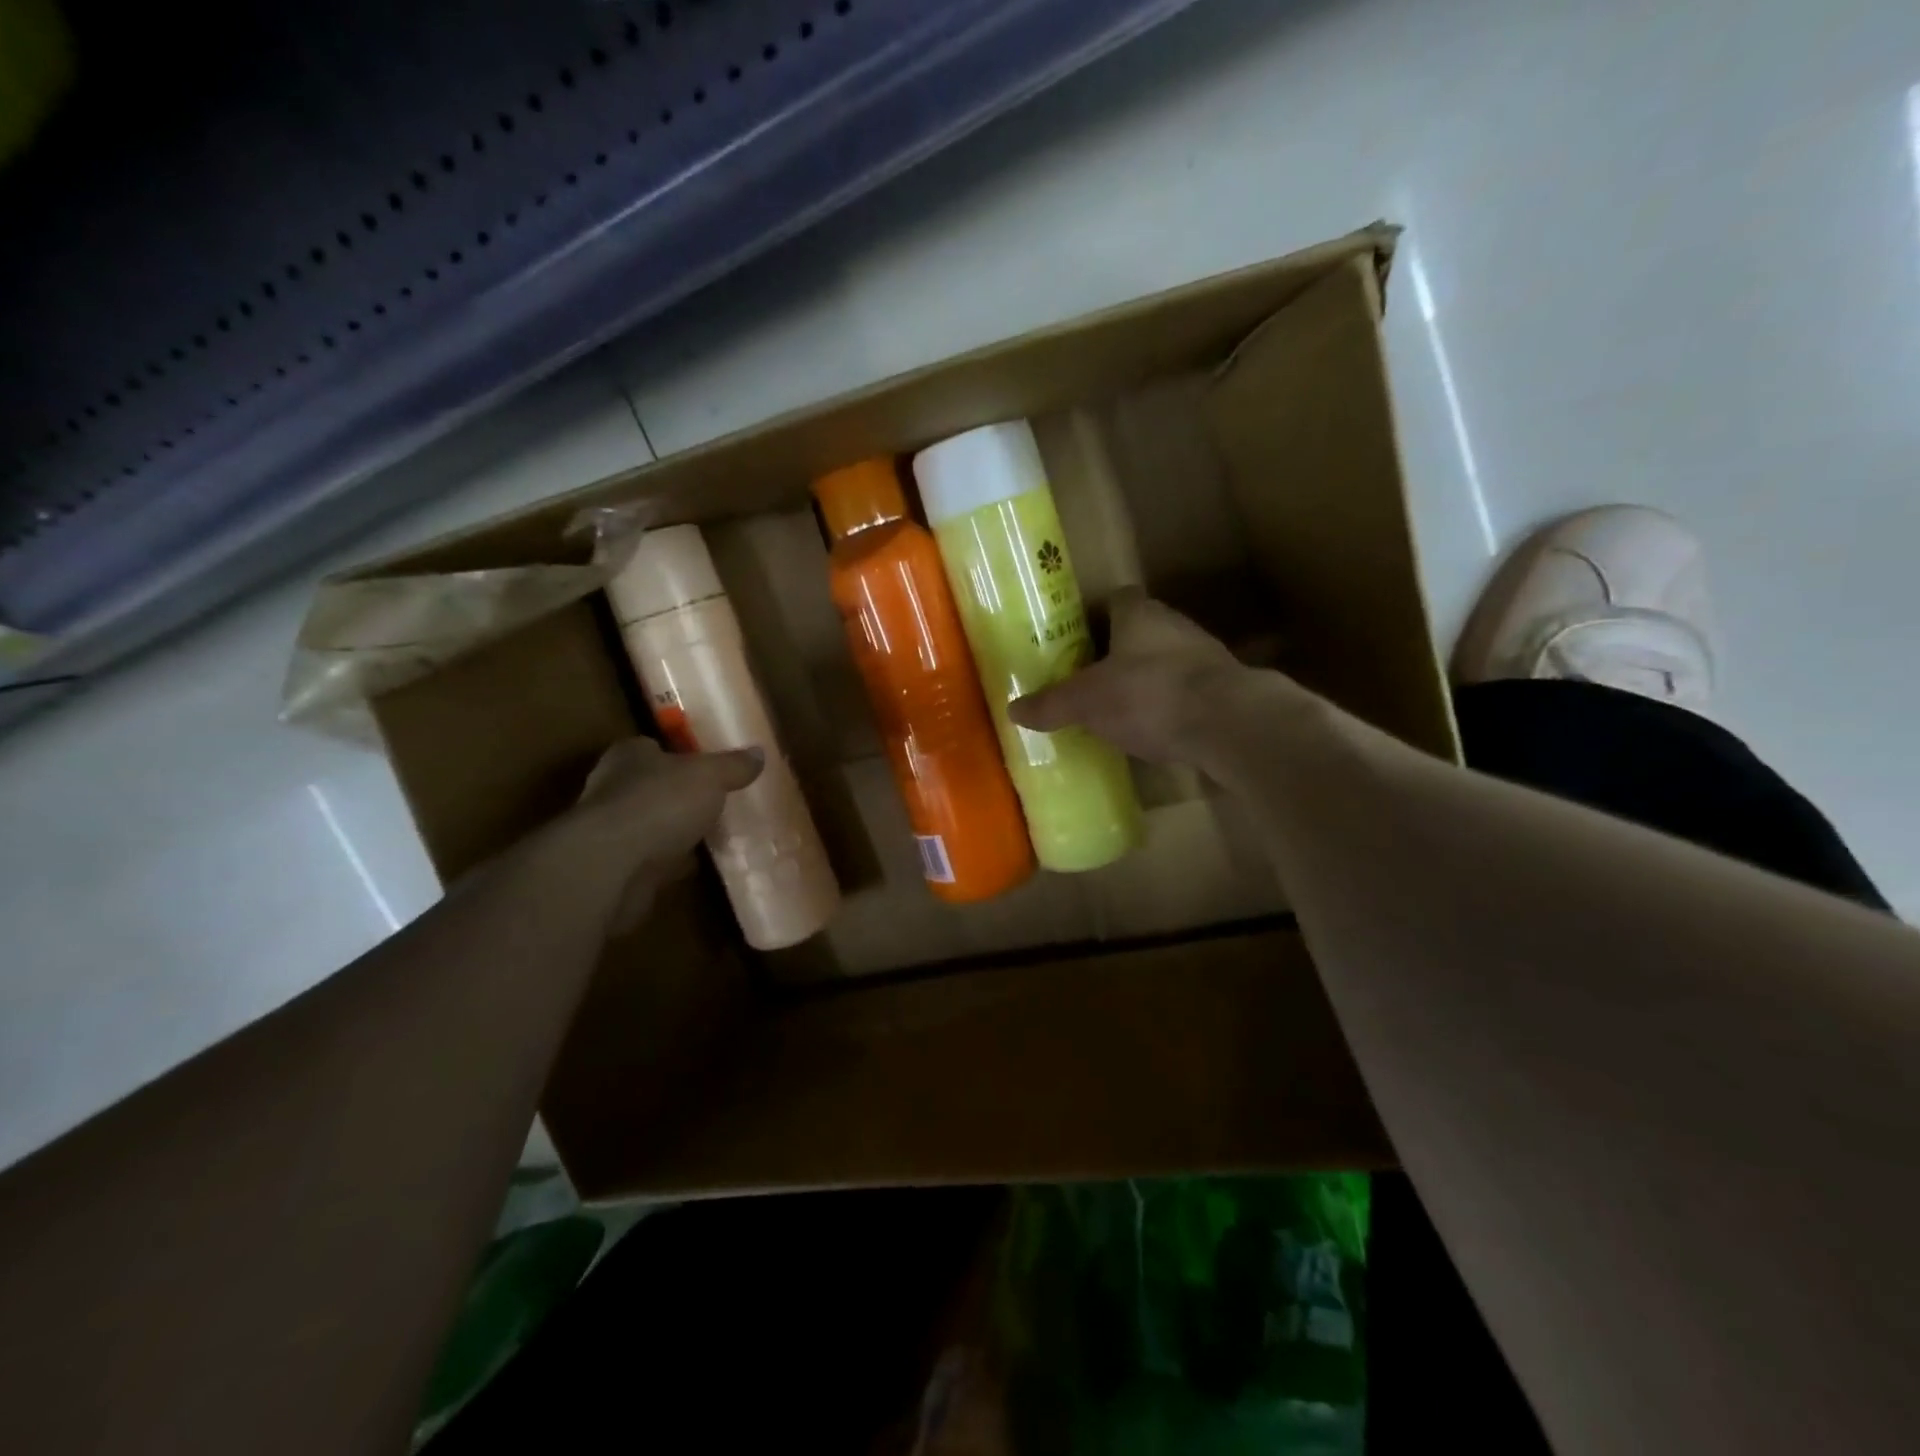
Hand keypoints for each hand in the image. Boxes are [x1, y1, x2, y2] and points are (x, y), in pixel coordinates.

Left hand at [548, 737, 762, 933]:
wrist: (611, 867)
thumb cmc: (659, 804)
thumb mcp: (709, 776)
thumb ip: (733, 765)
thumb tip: (759, 753)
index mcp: (629, 757)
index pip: (653, 748)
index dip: (679, 755)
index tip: (707, 767)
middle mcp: (613, 790)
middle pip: (653, 788)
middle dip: (680, 796)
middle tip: (718, 802)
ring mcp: (612, 832)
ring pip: (653, 826)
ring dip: (676, 832)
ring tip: (715, 835)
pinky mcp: (617, 869)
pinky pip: (653, 861)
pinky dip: (672, 863)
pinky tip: (700, 866)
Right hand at [1008, 588, 1246, 763]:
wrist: (1227, 722)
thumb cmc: (1147, 695)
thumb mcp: (1087, 702)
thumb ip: (1052, 704)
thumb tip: (1014, 710)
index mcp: (1140, 615)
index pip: (1118, 598)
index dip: (1098, 615)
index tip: (1080, 638)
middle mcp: (1176, 626)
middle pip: (1143, 630)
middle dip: (1120, 651)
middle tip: (1094, 678)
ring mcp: (1206, 657)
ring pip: (1168, 661)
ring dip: (1149, 679)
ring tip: (1123, 708)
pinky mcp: (1226, 690)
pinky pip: (1188, 692)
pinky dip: (1172, 707)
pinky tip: (1157, 732)